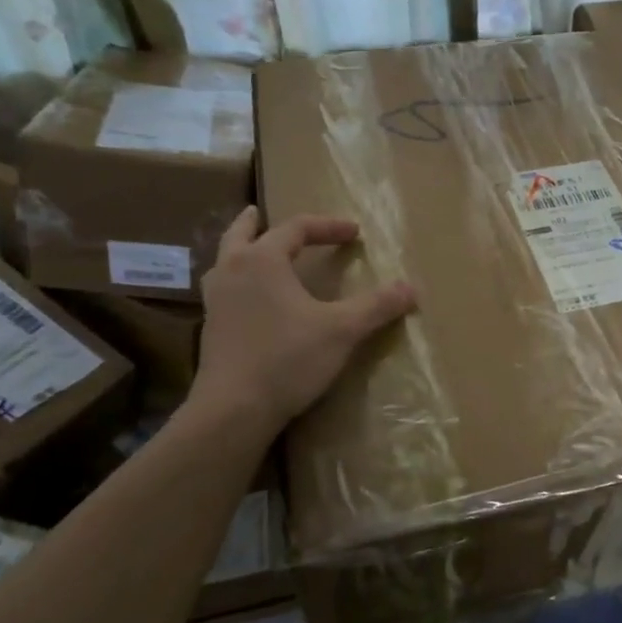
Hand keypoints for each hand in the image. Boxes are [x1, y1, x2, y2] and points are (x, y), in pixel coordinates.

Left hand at [181, 207, 415, 436]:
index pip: (296, 228)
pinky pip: (223, 290)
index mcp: (262, 260)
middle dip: (256, 223)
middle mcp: (232, 271)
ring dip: (240, 251)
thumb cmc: (288, 358)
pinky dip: (237, 281)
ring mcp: (216, 301)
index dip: (327, 226)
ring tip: (251, 252)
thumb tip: (411, 288)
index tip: (354, 232)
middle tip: (260, 212)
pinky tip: (250, 300)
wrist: (233, 410)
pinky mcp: (211, 329)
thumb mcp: (342, 330)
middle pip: (241, 234)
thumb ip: (376, 306)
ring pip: (224, 261)